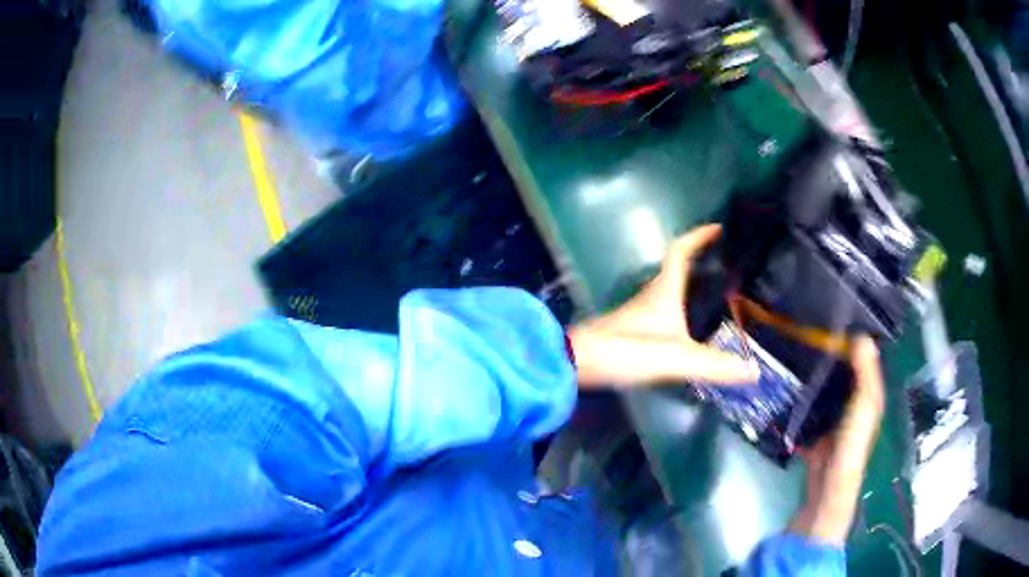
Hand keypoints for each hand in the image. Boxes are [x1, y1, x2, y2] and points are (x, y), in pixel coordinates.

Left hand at [568, 224, 760, 387]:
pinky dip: (680, 308)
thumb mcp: (676, 359)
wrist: (577, 362)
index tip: (719, 228)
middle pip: (677, 268)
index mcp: (664, 290)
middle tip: (727, 265)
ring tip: (717, 293)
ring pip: (670, 289)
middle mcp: (651, 294)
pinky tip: (690, 327)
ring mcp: (639, 312)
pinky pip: (663, 310)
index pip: (681, 250)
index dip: (699, 236)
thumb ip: (714, 365)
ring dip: (690, 285)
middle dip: (701, 260)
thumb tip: (753, 371)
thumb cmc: (626, 350)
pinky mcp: (631, 329)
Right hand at [792, 336, 885, 544]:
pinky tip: (784, 380)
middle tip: (804, 324)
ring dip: (811, 370)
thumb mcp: (865, 408)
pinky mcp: (813, 429)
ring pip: (822, 385)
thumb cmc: (851, 446)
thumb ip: (866, 375)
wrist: (826, 489)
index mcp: (867, 393)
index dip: (853, 333)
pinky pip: (806, 406)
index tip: (832, 310)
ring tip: (791, 346)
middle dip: (827, 349)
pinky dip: (798, 395)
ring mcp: (831, 416)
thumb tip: (861, 334)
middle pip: (840, 369)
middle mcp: (850, 400)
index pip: (862, 356)